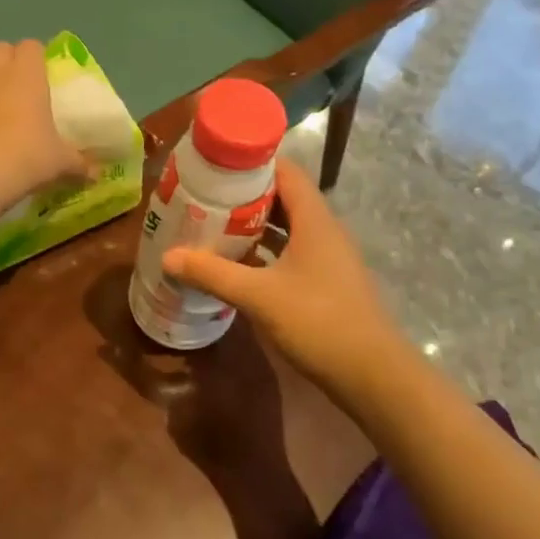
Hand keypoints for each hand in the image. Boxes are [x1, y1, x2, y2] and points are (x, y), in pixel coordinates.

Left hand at [0, 41, 89, 212]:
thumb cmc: (26, 160)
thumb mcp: (60, 163)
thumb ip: (79, 164)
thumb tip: (98, 175)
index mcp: (29, 74)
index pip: (32, 46)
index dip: (35, 58)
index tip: (39, 76)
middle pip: (1, 47)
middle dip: (7, 59)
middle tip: (14, 84)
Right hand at [161, 158, 423, 412]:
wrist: (372, 375)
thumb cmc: (318, 321)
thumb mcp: (258, 295)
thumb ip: (212, 274)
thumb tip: (167, 257)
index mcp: (314, 220)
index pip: (285, 171)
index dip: (252, 163)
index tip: (216, 165)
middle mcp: (324, 231)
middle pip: (283, 198)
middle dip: (244, 195)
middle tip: (205, 196)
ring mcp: (327, 258)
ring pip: (286, 228)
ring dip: (253, 225)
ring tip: (213, 225)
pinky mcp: (325, 283)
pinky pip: (290, 253)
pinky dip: (264, 252)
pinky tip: (237, 264)